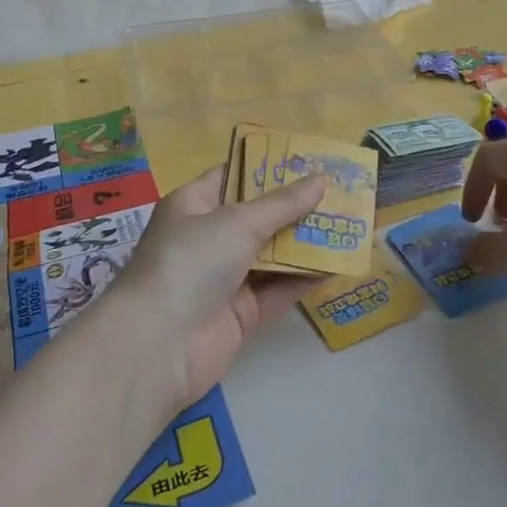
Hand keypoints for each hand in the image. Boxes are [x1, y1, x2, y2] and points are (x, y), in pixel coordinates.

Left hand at [108, 165, 327, 409]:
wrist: (157, 346)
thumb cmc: (190, 262)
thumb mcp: (237, 222)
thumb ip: (283, 204)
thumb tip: (321, 179)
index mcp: (194, 205)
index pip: (235, 176)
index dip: (270, 167)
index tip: (310, 160)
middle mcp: (209, 238)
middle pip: (260, 216)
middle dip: (298, 206)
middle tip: (341, 192)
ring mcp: (225, 277)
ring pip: (273, 253)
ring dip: (307, 242)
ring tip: (349, 224)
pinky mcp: (241, 313)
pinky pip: (279, 289)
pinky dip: (305, 278)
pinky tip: (339, 265)